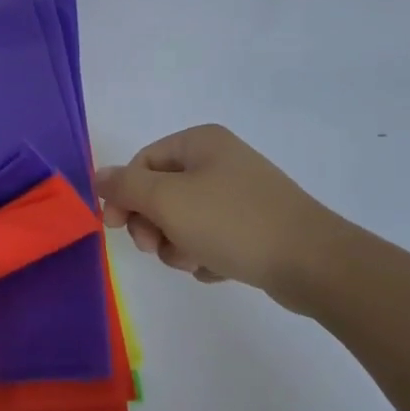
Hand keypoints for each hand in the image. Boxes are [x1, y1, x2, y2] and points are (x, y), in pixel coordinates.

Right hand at [96, 124, 343, 305]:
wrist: (311, 262)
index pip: (142, 163)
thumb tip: (98, 176)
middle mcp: (219, 161)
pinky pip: (210, 238)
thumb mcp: (168, 200)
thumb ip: (125, 186)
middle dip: (153, 225)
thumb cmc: (232, 222)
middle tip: (157, 247)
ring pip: (183, 221)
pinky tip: (217, 268)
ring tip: (195, 260)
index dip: (124, 195)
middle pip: (160, 193)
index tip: (116, 227)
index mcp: (200, 143)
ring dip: (178, 245)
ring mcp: (238, 195)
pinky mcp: (253, 226)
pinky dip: (205, 255)